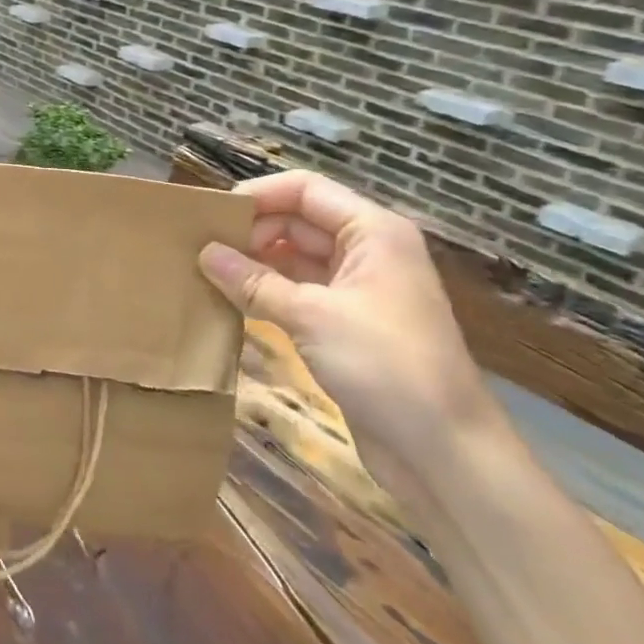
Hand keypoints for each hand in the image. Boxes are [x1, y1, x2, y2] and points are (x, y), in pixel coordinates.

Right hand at [197, 170, 503, 490]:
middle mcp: (366, 251)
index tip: (211, 216)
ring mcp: (357, 289)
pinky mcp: (345, 323)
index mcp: (372, 232)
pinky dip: (265, 291)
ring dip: (254, 262)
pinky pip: (297, 291)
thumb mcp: (312, 316)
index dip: (258, 195)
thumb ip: (254, 281)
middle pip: (297, 220)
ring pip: (294, 257)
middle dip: (251, 230)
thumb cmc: (386, 366)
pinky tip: (229, 299)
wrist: (445, 453)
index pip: (305, 190)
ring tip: (204, 270)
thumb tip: (203, 252)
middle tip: (198, 247)